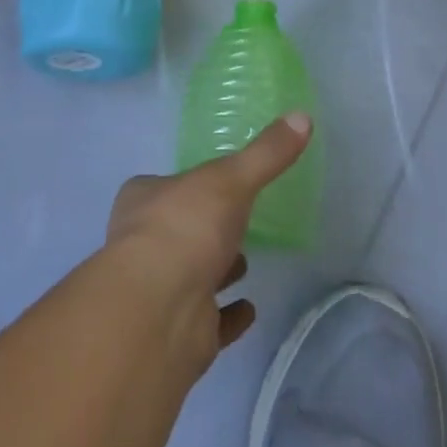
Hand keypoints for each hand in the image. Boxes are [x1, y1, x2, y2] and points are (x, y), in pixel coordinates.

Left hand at [103, 113, 313, 355]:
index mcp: (144, 199)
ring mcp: (160, 289)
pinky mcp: (181, 330)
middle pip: (178, 229)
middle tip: (237, 223)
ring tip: (246, 262)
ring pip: (192, 274)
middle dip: (205, 227)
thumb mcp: (231, 179)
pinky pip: (210, 320)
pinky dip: (228, 315)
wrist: (161, 311)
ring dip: (217, 268)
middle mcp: (144, 241)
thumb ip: (266, 153)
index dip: (189, 185)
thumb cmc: (186, 227)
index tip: (218, 185)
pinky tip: (249, 310)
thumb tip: (302, 116)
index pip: (166, 185)